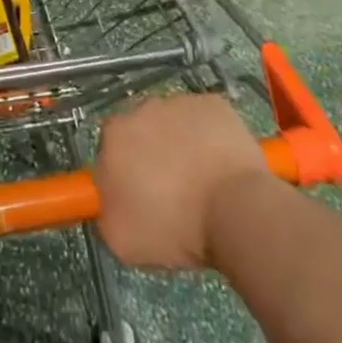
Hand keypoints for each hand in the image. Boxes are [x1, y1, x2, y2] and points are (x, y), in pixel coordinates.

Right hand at [95, 95, 272, 270]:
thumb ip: (107, 213)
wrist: (234, 211)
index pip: (111, 150)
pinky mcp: (214, 104)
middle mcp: (142, 109)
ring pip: (175, 123)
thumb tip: (112, 202)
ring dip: (182, 144)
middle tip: (172, 191)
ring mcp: (180, 102)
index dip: (125, 173)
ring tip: (203, 181)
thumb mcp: (123, 240)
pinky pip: (206, 120)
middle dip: (153, 154)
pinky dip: (211, 137)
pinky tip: (222, 165)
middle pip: (142, 131)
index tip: (141, 197)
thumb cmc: (175, 228)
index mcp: (114, 136)